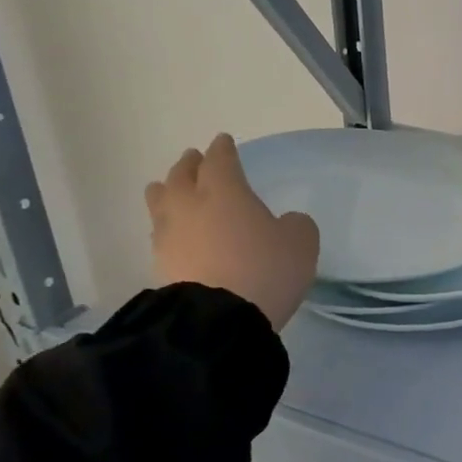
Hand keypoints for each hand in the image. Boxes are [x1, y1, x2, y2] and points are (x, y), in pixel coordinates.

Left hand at [146, 134, 319, 329]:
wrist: (220, 319)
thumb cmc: (266, 269)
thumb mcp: (301, 241)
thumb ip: (294, 224)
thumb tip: (284, 223)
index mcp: (225, 190)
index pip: (220, 159)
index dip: (223, 149)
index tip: (224, 142)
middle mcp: (191, 204)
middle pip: (182, 175)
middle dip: (189, 164)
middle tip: (193, 159)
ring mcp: (170, 235)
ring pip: (161, 201)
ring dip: (167, 190)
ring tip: (169, 188)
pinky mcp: (160, 264)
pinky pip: (160, 232)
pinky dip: (167, 224)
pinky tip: (174, 230)